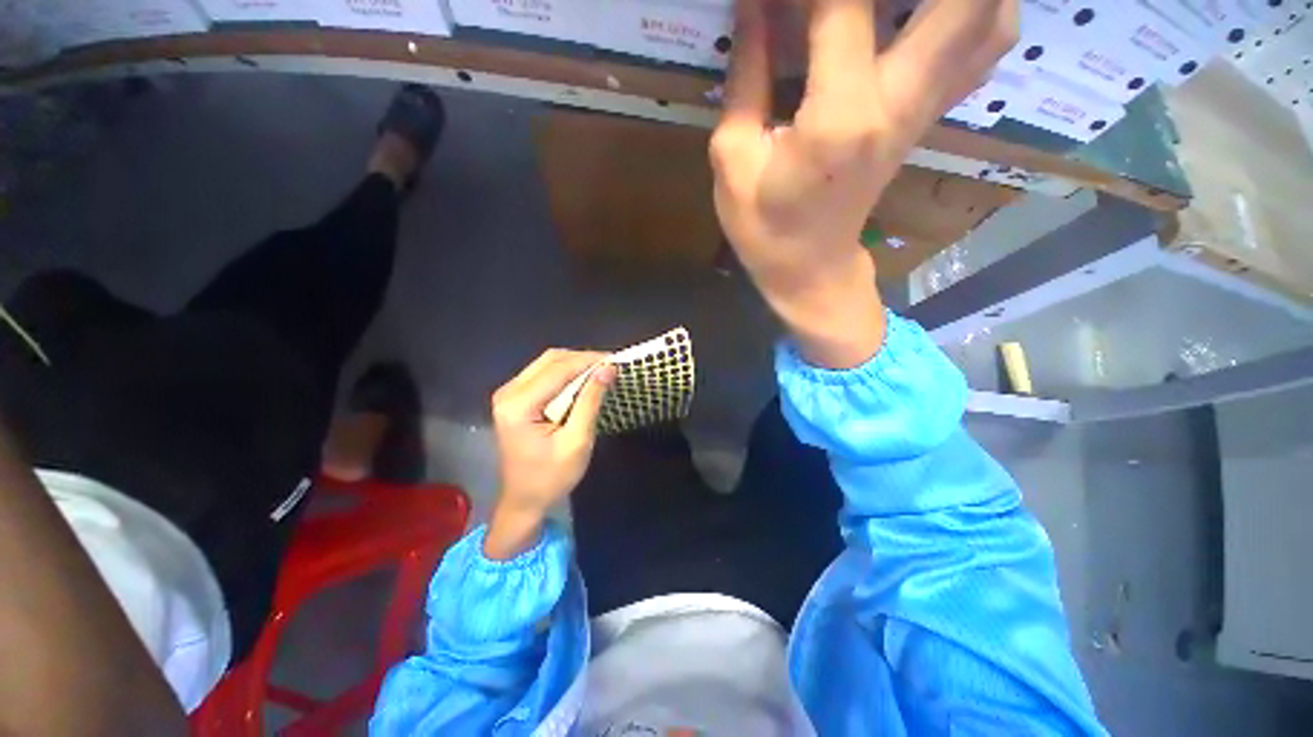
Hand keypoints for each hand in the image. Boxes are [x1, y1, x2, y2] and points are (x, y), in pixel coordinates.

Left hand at [485, 350, 614, 558]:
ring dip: (575, 364)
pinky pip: (543, 374)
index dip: (588, 360)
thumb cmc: (551, 477)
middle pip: (550, 360)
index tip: (615, 359)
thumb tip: (608, 369)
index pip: (558, 369)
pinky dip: (565, 373)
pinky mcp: (514, 398)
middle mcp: (508, 392)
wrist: (524, 501)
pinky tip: (583, 381)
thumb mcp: (577, 441)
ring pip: (546, 363)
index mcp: (518, 405)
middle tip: (609, 366)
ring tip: (600, 371)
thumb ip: (590, 401)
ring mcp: (508, 394)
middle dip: (582, 359)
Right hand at [710, 0, 1017, 366]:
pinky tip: (932, 10)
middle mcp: (899, 101)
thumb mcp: (733, 161)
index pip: (843, 3)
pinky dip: (980, 10)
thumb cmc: (764, 229)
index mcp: (841, 117)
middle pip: (963, 0)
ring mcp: (923, 109)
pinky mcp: (928, 117)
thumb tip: (755, 4)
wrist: (811, 270)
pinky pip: (984, 48)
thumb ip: (746, 75)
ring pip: (992, 16)